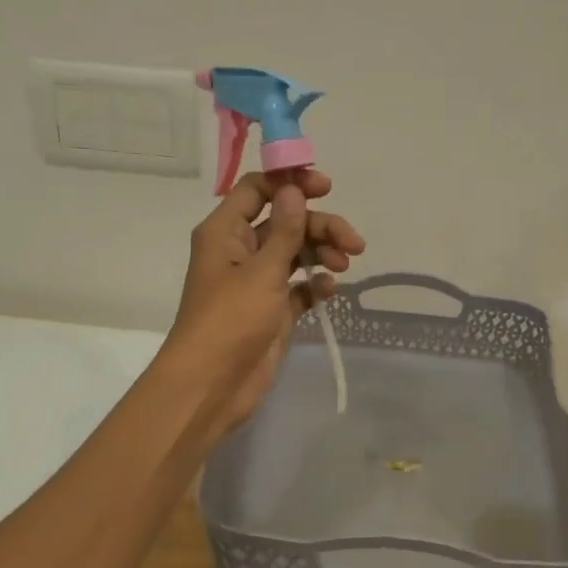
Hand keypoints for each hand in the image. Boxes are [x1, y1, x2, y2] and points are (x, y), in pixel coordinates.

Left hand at [163, 170, 364, 437]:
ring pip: (295, 253)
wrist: (213, 384)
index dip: (290, 183)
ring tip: (345, 265)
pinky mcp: (273, 310)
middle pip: (285, 222)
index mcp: (226, 232)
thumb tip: (294, 189)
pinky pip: (299, 286)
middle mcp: (241, 250)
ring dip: (322, 253)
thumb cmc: (231, 320)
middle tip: (353, 242)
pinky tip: (329, 290)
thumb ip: (285, 230)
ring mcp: (257, 282)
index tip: (326, 188)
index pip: (258, 190)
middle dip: (319, 226)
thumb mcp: (262, 271)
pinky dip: (315, 284)